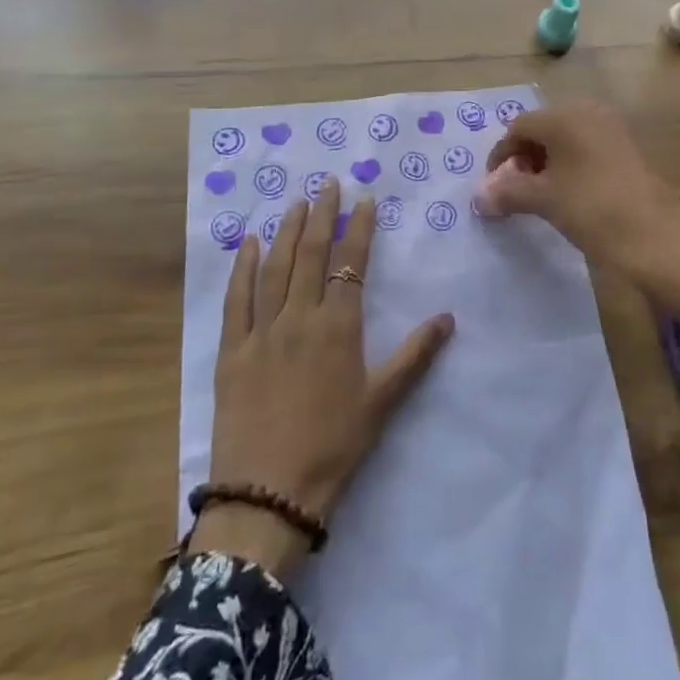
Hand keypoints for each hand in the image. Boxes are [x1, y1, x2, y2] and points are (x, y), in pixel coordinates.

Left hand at [197, 180, 454, 577]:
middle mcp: (299, 318)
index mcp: (338, 328)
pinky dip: (242, 267)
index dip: (358, 229)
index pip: (350, 264)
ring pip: (275, 268)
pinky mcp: (231, 350)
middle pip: (310, 255)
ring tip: (296, 202)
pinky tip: (248, 243)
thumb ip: (415, 356)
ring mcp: (261, 331)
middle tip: (327, 184)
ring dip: (286, 231)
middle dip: (321, 215)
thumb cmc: (332, 447)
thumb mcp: (381, 402)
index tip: (363, 199)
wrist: (268, 494)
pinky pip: (236, 299)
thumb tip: (448, 318)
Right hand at [481, 100, 679, 328]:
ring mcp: (611, 128)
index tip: (494, 186)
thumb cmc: (592, 209)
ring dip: (547, 162)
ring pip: (565, 139)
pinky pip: (586, 147)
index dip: (501, 155)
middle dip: (524, 157)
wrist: (657, 238)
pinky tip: (569, 194)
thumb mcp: (544, 200)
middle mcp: (588, 112)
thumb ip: (507, 192)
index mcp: (565, 116)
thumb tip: (479, 198)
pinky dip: (570, 165)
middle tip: (516, 190)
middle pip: (542, 129)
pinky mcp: (627, 148)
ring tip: (541, 195)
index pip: (519, 127)